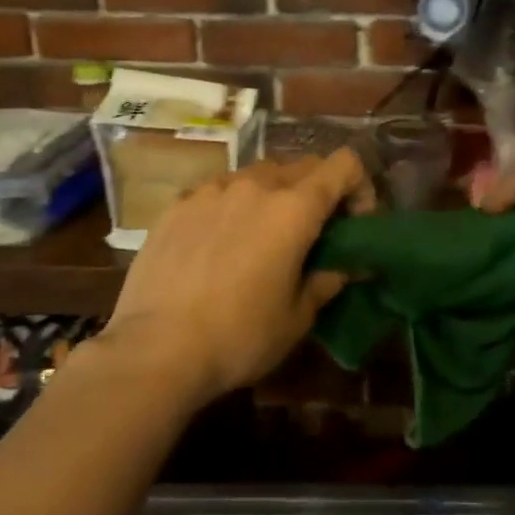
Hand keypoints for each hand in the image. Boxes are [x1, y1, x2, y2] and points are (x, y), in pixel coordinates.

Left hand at [98, 151, 372, 404]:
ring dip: (273, 195)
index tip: (352, 223)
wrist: (155, 350)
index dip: (358, 187)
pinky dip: (232, 206)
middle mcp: (256, 185)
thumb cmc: (239, 337)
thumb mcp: (298, 317)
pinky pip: (218, 191)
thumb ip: (328, 280)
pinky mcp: (178, 205)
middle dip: (318, 191)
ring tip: (261, 236)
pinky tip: (218, 244)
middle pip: (302, 165)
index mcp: (294, 208)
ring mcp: (212, 190)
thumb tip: (345, 266)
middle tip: (312, 233)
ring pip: (258, 175)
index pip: (344, 164)